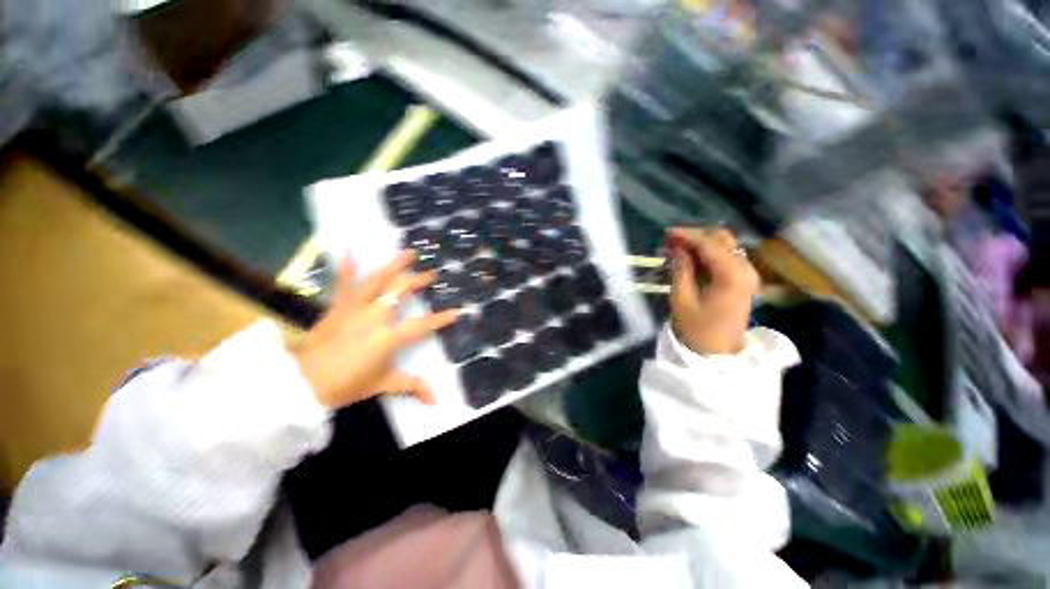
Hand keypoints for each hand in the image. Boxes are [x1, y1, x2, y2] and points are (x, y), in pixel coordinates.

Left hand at [293, 251, 459, 408]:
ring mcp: (355, 308)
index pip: (422, 325)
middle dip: (418, 281)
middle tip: (431, 275)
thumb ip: (412, 387)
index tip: (457, 311)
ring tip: (408, 252)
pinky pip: (343, 284)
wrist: (302, 383)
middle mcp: (375, 317)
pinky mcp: (337, 307)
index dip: (441, 319)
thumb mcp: (382, 385)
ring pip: (378, 281)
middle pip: (401, 291)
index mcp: (388, 337)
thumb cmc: (346, 385)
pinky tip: (349, 250)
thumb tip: (437, 400)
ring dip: (394, 265)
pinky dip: (346, 267)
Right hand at [667, 227, 758, 354]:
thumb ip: (681, 269)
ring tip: (675, 248)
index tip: (666, 233)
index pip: (710, 244)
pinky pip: (724, 258)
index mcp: (732, 275)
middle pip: (722, 239)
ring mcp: (746, 274)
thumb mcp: (682, 299)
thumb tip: (677, 248)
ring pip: (724, 247)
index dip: (687, 235)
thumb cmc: (697, 329)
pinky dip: (706, 254)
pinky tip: (689, 258)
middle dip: (695, 236)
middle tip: (670, 240)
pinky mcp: (742, 280)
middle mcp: (745, 269)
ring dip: (700, 244)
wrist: (717, 354)